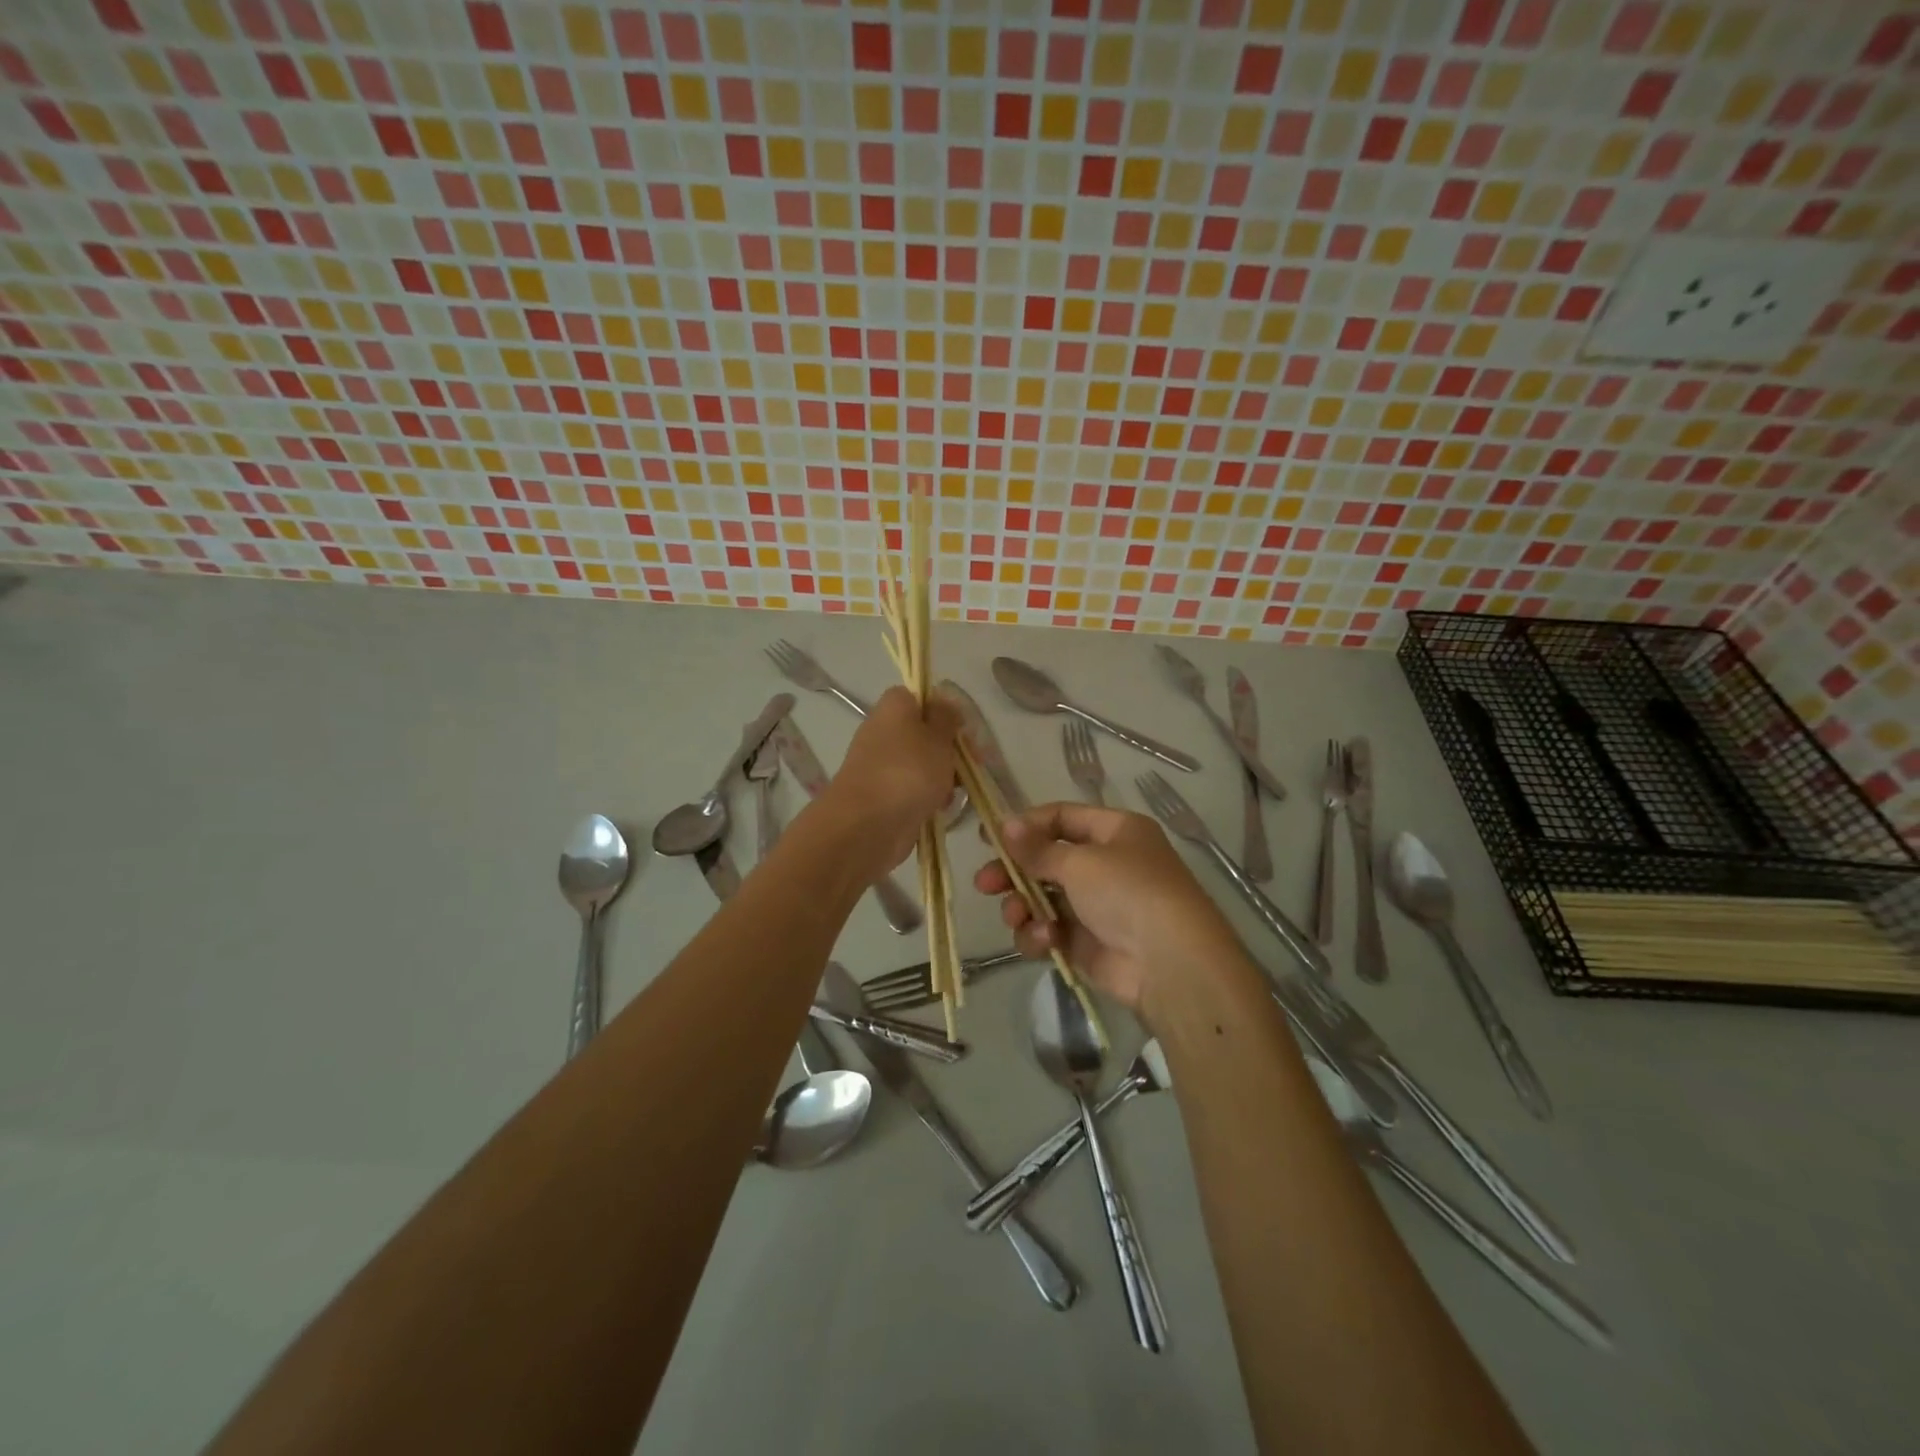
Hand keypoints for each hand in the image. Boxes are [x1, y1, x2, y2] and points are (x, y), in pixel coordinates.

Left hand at [824, 686, 960, 877]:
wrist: (868, 824)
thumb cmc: (908, 771)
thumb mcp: (938, 736)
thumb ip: (946, 717)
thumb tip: (943, 703)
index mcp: (894, 708)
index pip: (919, 697)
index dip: (944, 710)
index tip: (962, 728)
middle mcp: (884, 731)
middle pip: (924, 732)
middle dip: (950, 749)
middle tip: (973, 763)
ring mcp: (881, 765)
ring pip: (922, 763)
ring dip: (943, 776)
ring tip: (957, 790)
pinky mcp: (883, 795)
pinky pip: (913, 789)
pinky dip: (928, 797)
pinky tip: (941, 808)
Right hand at [973, 802, 1239, 1015]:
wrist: (1169, 964)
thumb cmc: (1128, 892)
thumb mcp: (1079, 862)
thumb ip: (1036, 848)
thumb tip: (1003, 823)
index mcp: (1114, 832)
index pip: (1061, 818)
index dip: (1024, 826)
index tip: (987, 837)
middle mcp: (1106, 864)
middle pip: (1045, 861)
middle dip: (1013, 872)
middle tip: (983, 883)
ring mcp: (1095, 905)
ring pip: (1042, 898)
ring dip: (1023, 906)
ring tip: (1017, 916)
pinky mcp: (1086, 943)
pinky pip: (1050, 930)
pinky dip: (1041, 934)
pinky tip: (1045, 939)